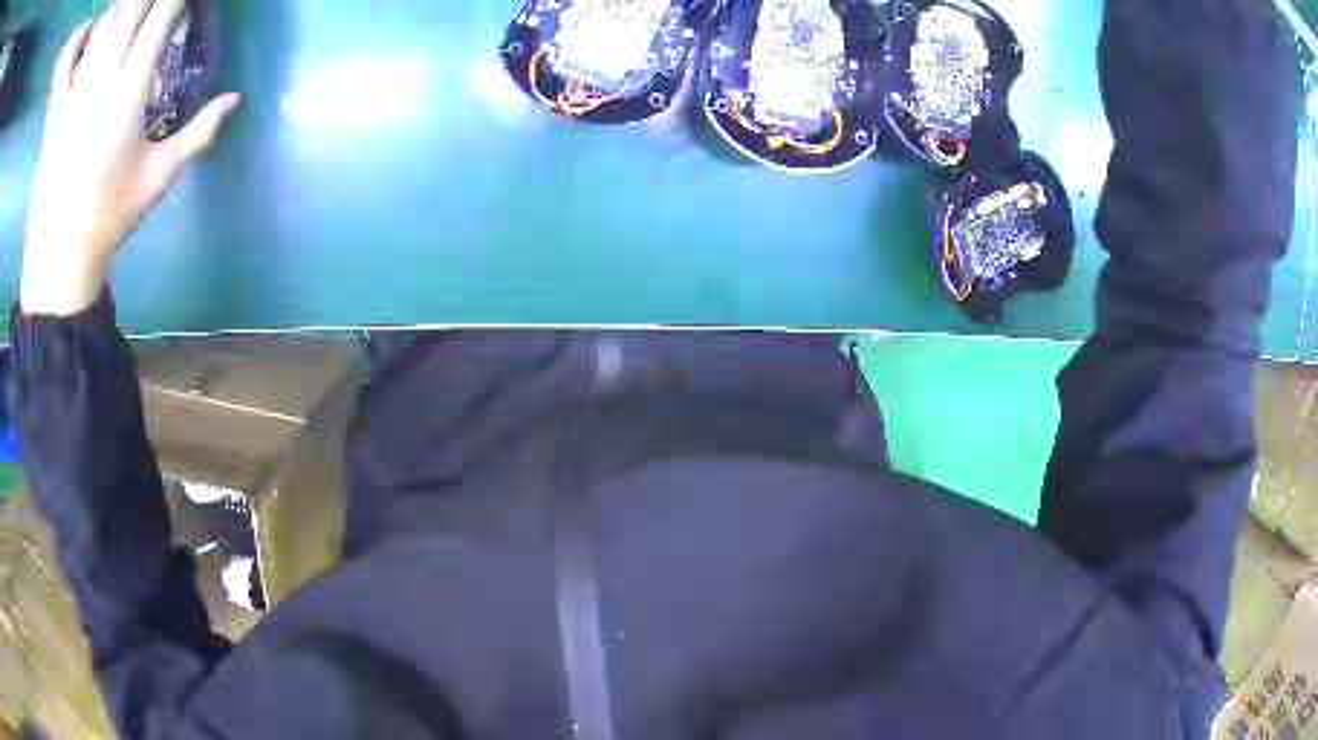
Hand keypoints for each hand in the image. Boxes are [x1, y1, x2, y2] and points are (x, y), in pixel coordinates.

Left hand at [19, 0, 239, 316]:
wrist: (58, 263)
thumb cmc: (108, 220)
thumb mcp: (158, 178)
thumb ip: (199, 132)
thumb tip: (235, 99)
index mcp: (130, 92)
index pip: (161, 17)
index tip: (182, 1)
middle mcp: (102, 80)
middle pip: (131, 8)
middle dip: (146, 0)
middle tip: (151, 9)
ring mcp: (74, 95)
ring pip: (102, 24)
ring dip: (117, 11)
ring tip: (122, 18)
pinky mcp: (55, 115)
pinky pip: (65, 72)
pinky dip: (76, 49)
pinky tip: (82, 39)